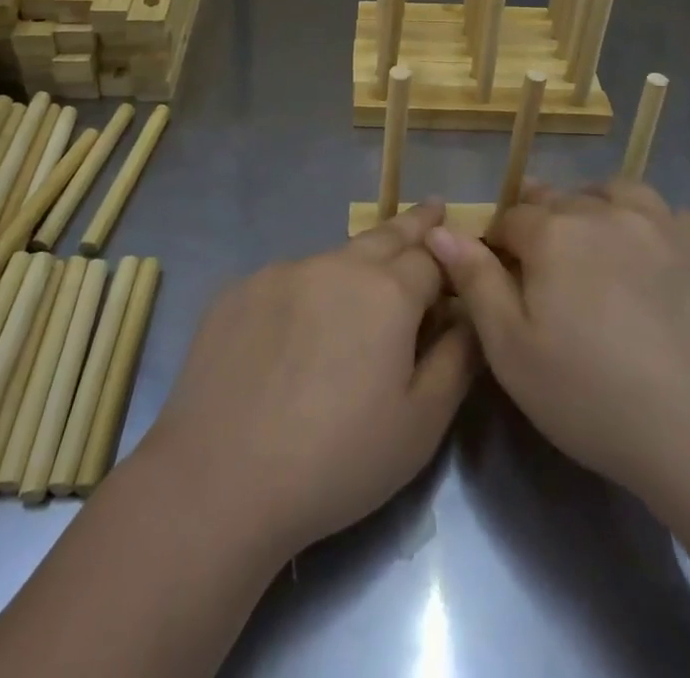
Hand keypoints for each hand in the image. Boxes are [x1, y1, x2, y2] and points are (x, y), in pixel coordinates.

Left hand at [140, 201, 477, 557]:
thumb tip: (470, 317)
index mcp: (387, 292)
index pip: (431, 257)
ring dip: (355, 265)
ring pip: (332, 258)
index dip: (448, 261)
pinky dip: (304, 292)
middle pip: (385, 236)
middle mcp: (336, 265)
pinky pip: (286, 281)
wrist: (219, 481)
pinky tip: (295, 331)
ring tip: (361, 288)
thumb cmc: (336, 461)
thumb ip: (457, 361)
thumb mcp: (420, 425)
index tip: (458, 255)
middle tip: (432, 210)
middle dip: (413, 224)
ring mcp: (281, 272)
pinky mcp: (238, 291)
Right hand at [425, 181, 689, 510]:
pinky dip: (652, 226)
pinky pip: (669, 214)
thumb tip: (439, 229)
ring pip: (615, 192)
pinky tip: (656, 260)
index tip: (504, 277)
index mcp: (554, 233)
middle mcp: (605, 210)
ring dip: (597, 208)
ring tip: (598, 247)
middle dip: (544, 224)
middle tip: (551, 273)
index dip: (500, 243)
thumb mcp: (513, 351)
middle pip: (561, 199)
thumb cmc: (596, 398)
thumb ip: (475, 281)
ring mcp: (662, 222)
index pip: (511, 217)